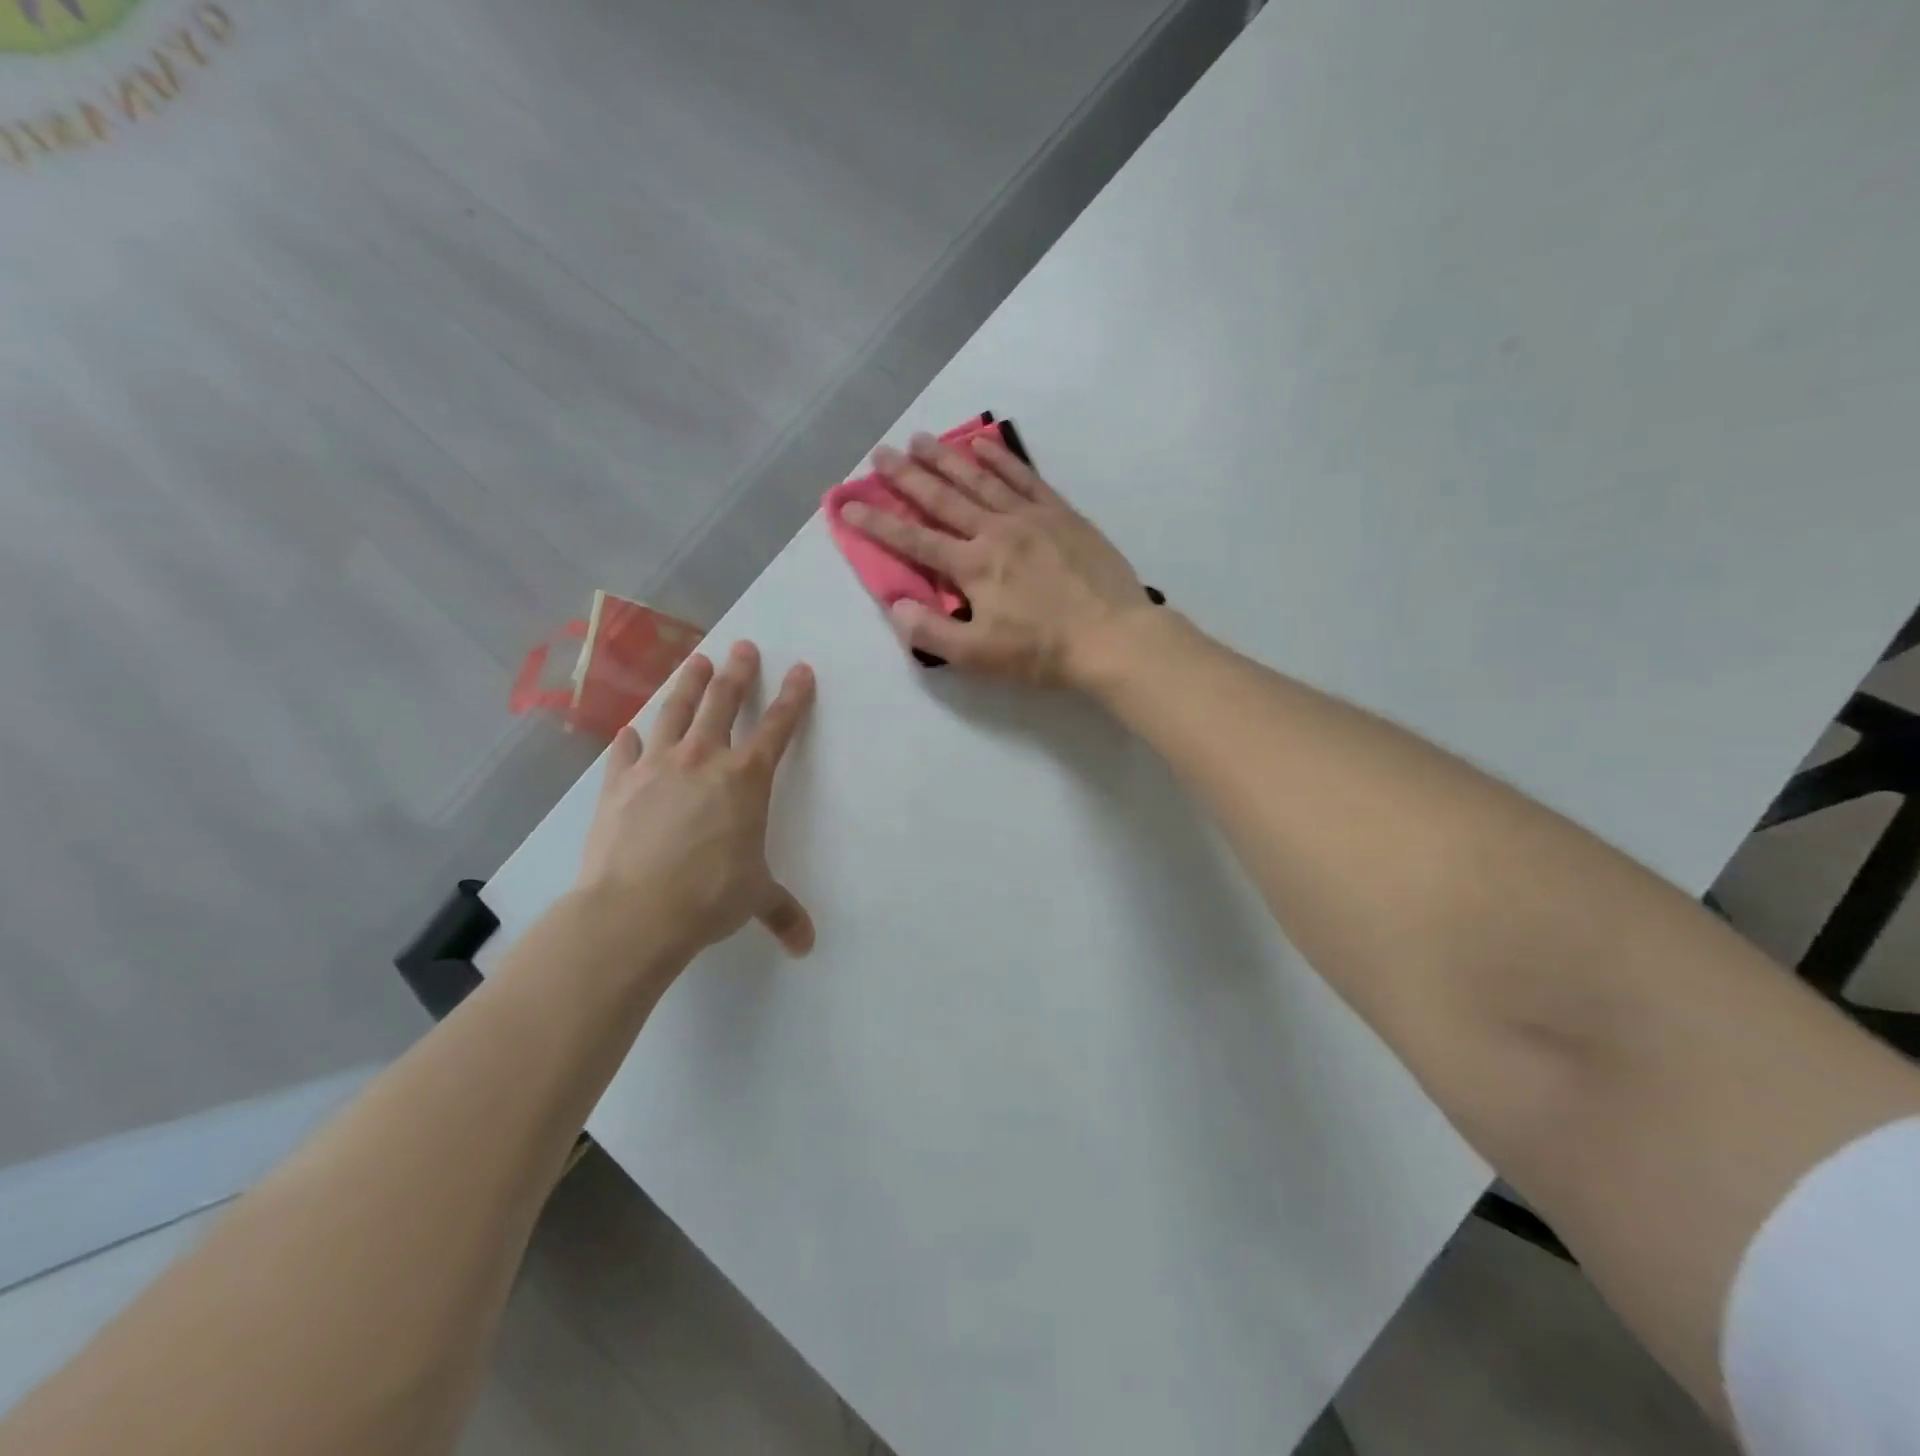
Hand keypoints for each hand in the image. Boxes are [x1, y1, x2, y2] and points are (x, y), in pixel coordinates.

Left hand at [576, 642, 816, 968]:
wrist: (634, 910)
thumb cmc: (709, 896)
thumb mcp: (755, 899)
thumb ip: (782, 913)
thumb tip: (805, 946)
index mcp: (746, 778)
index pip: (778, 727)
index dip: (794, 697)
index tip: (802, 670)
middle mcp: (703, 759)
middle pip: (723, 702)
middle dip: (738, 672)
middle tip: (743, 646)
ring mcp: (657, 766)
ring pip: (675, 711)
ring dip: (688, 684)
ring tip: (697, 660)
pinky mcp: (618, 784)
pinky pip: (626, 751)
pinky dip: (631, 739)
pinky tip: (631, 731)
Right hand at [839, 432, 1149, 687]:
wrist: (1112, 637)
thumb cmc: (1042, 652)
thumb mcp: (979, 656)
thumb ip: (932, 632)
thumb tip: (896, 604)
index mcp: (973, 566)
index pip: (913, 540)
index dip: (876, 523)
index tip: (847, 504)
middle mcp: (995, 531)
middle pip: (942, 498)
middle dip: (906, 477)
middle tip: (880, 454)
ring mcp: (1031, 517)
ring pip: (980, 480)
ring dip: (946, 458)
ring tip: (921, 439)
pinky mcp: (1061, 514)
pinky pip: (1025, 477)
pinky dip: (1001, 458)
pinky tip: (983, 443)